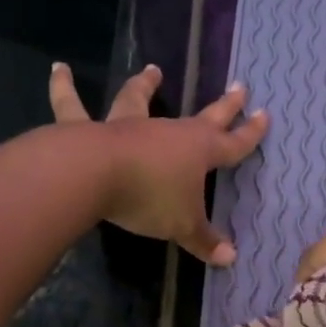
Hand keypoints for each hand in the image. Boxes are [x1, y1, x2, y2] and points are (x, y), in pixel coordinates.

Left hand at [50, 62, 268, 264]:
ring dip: (145, 85)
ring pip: (138, 100)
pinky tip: (60, 68)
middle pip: (204, 116)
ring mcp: (128, 125)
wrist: (97, 176)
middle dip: (225, 105)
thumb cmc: (150, 197)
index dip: (251, 133)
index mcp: (199, 151)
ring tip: (152, 69)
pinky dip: (64, 86)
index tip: (265, 115)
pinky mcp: (89, 128)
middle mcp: (168, 131)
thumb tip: (230, 258)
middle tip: (239, 87)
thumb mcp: (183, 226)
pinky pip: (73, 105)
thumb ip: (205, 241)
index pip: (234, 143)